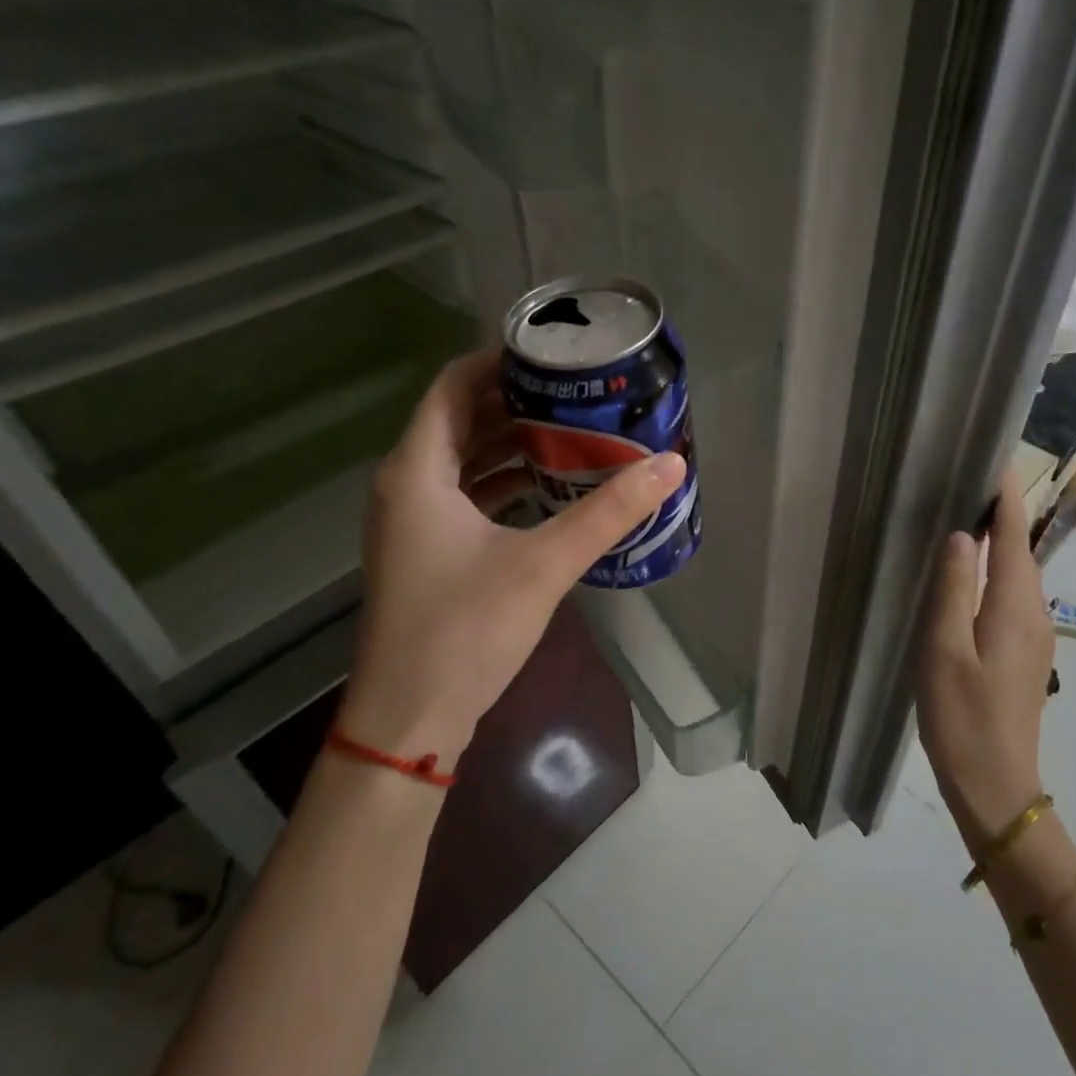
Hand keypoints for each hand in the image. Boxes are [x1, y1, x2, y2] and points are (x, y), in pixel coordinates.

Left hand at [337, 347, 684, 764]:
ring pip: (463, 460)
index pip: (452, 386)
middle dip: (516, 402)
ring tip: (573, 432)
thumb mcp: (543, 564)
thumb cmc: (465, 631)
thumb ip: (608, 512)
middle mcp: (405, 486)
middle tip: (577, 392)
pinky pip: (465, 495)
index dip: (499, 361)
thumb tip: (670, 466)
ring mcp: (412, 522)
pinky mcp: (426, 552)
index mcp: (416, 471)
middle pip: (460, 420)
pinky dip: (504, 482)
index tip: (554, 355)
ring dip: (512, 444)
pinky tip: (551, 489)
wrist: (410, 720)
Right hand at [916, 464, 1055, 851]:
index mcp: (1014, 607)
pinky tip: (972, 576)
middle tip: (968, 480)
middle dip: (1002, 512)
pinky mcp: (1023, 654)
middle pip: (1020, 551)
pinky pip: (1012, 597)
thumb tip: (961, 535)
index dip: (1005, 497)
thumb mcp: (943, 650)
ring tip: (967, 516)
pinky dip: (997, 572)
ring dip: (1000, 542)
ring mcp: (1033, 637)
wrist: (995, 785)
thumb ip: (953, 589)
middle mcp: (1033, 614)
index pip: (1013, 536)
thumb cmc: (961, 717)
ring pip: (1018, 575)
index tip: (995, 458)